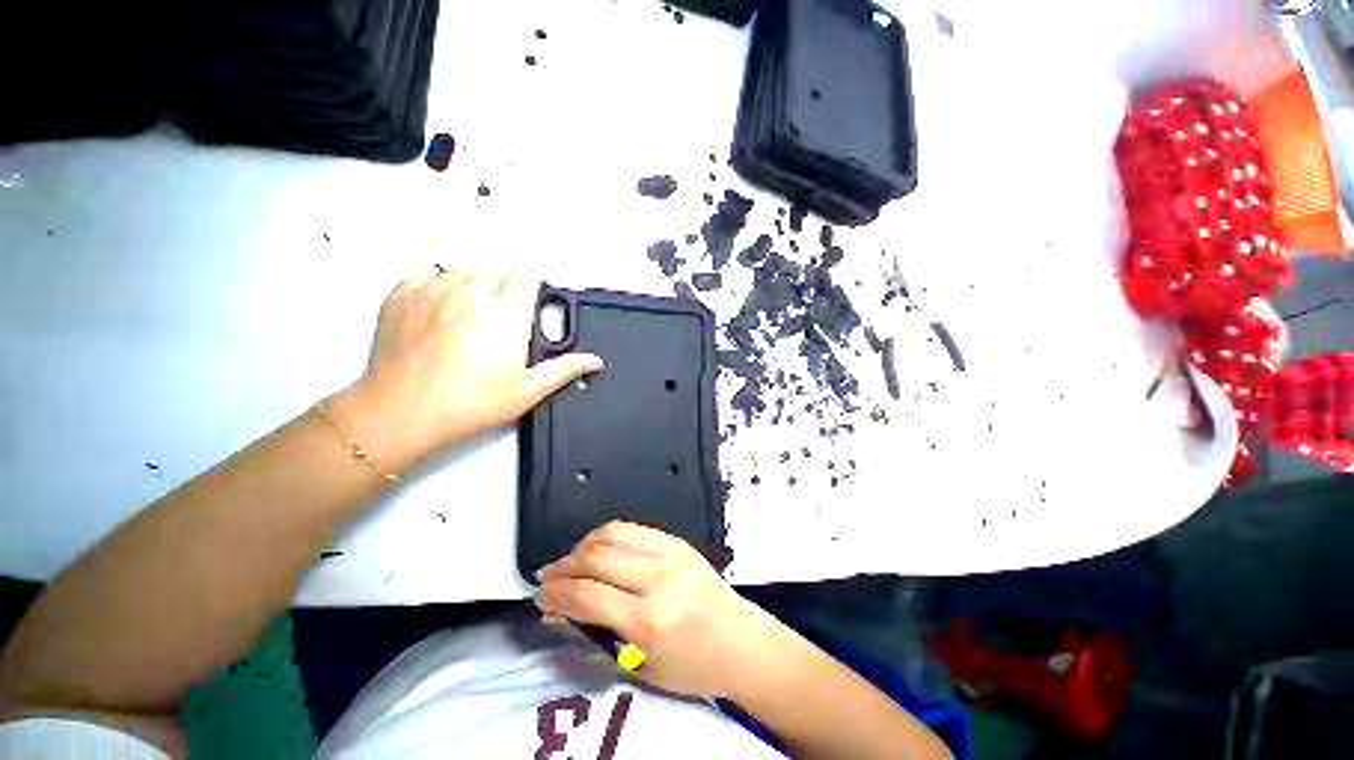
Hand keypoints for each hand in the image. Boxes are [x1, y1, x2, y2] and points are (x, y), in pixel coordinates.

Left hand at [331, 269, 602, 469]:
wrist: (401, 412)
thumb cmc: (470, 403)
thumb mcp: (527, 390)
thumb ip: (564, 369)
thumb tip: (595, 361)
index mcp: (506, 311)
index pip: (528, 272)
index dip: (536, 279)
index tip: (537, 292)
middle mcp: (471, 289)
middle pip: (498, 267)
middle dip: (507, 283)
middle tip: (504, 314)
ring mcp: (434, 288)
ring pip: (464, 268)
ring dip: (475, 284)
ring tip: (472, 315)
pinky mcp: (403, 293)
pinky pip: (430, 276)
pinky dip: (441, 288)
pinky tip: (441, 314)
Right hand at [535, 522, 773, 698]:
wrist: (742, 643)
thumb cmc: (693, 668)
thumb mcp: (639, 666)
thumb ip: (595, 634)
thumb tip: (557, 611)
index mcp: (650, 621)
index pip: (586, 596)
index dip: (555, 595)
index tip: (539, 598)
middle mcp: (659, 579)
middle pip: (595, 557)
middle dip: (562, 567)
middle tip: (548, 579)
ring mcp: (671, 553)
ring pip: (611, 534)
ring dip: (582, 546)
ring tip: (569, 562)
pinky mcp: (678, 541)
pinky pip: (633, 528)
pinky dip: (607, 536)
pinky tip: (597, 548)